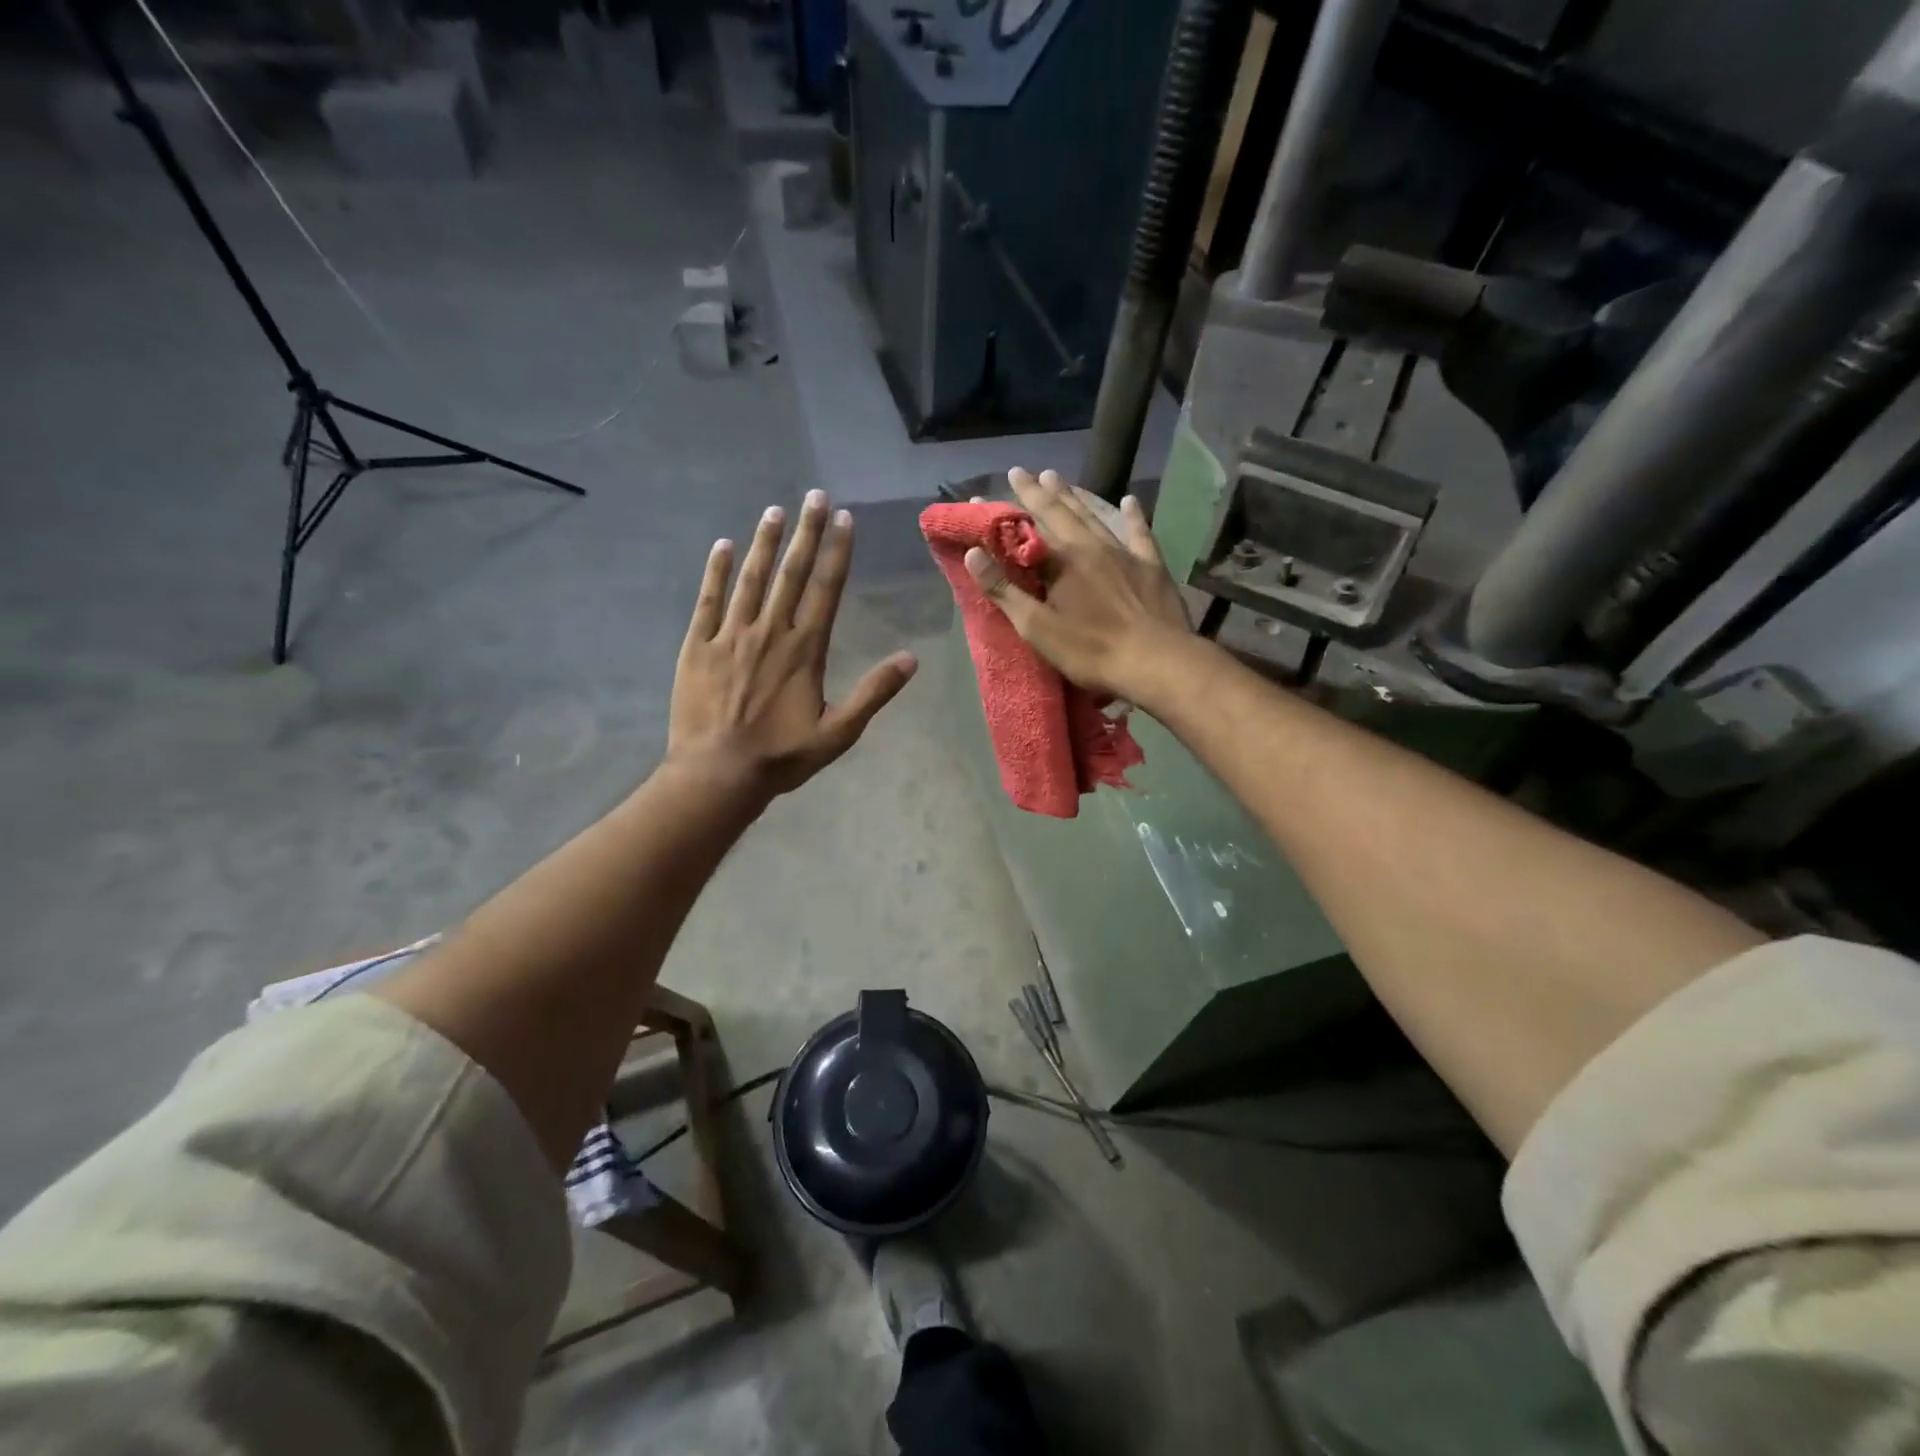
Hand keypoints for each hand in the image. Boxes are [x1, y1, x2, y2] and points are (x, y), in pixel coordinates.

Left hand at [670, 490, 916, 796]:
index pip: (825, 589)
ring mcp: (730, 636)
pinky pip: (708, 599)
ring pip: (751, 578)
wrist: (717, 774)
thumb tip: (911, 659)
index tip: (843, 518)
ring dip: (765, 542)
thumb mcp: (839, 732)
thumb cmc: (782, 756)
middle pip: (791, 573)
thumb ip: (874, 693)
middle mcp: (769, 632)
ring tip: (775, 510)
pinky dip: (716, 571)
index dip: (836, 552)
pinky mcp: (697, 646)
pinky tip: (723, 546)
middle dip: (805, 532)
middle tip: (814, 495)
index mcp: (804, 650)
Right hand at [965, 468, 1191, 700]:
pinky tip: (1130, 500)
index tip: (983, 495)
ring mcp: (1124, 554)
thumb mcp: (1037, 628)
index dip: (1002, 515)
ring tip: (1056, 476)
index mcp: (1061, 562)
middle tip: (1020, 471)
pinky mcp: (1151, 566)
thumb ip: (1005, 591)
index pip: (1023, 531)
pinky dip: (1133, 516)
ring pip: (1094, 517)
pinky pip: (1140, 533)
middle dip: (1037, 492)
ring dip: (1074, 496)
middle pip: (1060, 513)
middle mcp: (1091, 547)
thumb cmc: (1091, 650)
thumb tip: (973, 554)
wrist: (1156, 661)